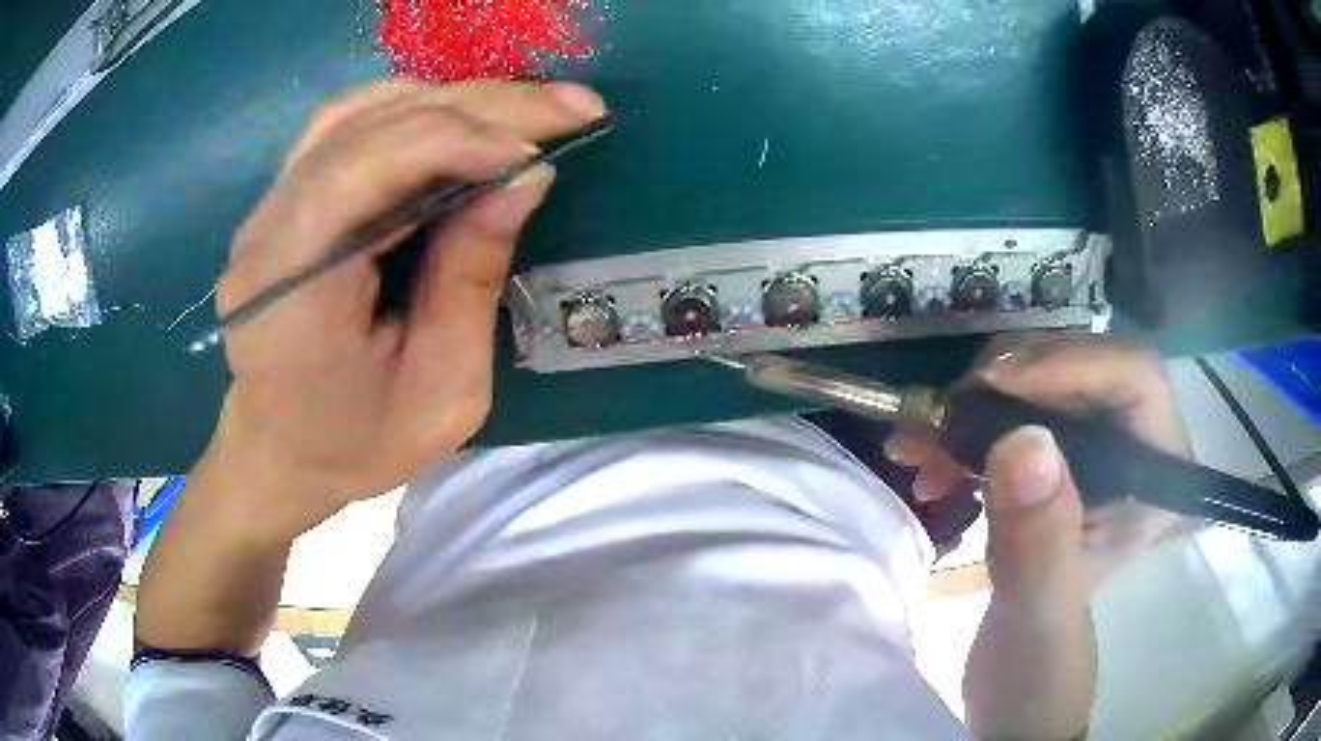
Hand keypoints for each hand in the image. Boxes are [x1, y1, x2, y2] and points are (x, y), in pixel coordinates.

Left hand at [199, 79, 606, 537]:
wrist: (281, 452)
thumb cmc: (357, 444)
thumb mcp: (440, 392)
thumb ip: (472, 280)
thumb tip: (525, 178)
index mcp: (291, 293)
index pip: (366, 167)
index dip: (459, 140)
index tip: (540, 152)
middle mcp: (266, 232)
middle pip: (369, 126)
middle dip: (477, 106)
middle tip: (568, 106)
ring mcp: (266, 207)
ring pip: (359, 110)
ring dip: (450, 100)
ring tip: (525, 109)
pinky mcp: (281, 198)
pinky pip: (347, 125)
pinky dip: (413, 109)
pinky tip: (461, 120)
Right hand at [943, 336, 1189, 738]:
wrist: (1014, 691)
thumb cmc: (1039, 668)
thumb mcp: (1040, 618)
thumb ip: (1041, 543)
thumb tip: (1023, 439)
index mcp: (1157, 478)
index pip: (1133, 376)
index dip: (1069, 363)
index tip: (992, 387)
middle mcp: (1133, 448)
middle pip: (1080, 367)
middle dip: (1009, 383)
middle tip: (946, 416)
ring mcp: (1092, 452)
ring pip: (1039, 385)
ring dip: (976, 405)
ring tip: (921, 446)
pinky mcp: (1054, 463)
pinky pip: (1010, 414)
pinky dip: (964, 427)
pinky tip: (928, 459)